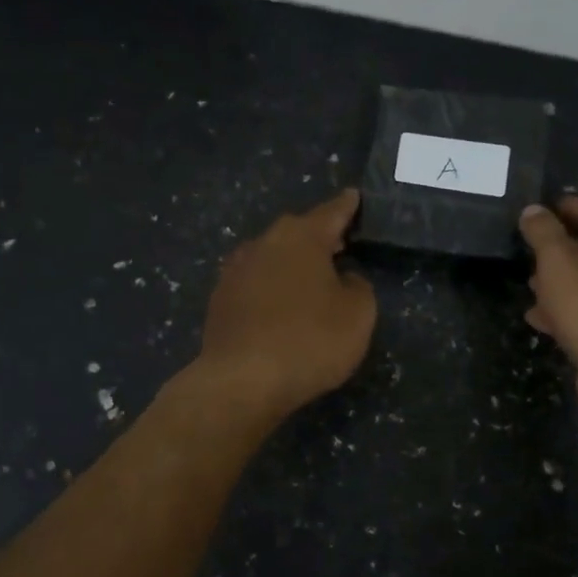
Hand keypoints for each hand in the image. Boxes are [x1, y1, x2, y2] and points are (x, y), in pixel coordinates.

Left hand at [193, 189, 377, 422]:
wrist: (241, 380)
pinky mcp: (220, 300)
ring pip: (272, 257)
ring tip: (311, 279)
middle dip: (318, 236)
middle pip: (297, 232)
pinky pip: (254, 284)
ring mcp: (235, 270)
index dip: (347, 206)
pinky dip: (270, 289)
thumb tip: (342, 278)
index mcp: (301, 237)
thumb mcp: (357, 314)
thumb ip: (357, 287)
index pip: (331, 212)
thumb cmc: (309, 341)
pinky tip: (279, 308)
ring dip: (291, 264)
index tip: (354, 196)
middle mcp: (264, 243)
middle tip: (339, 244)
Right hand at [518, 196, 577, 425]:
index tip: (536, 208)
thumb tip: (533, 210)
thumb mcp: (559, 259)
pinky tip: (538, 317)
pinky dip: (568, 311)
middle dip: (560, 250)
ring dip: (560, 283)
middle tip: (527, 248)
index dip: (564, 209)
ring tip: (529, 284)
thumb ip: (542, 231)